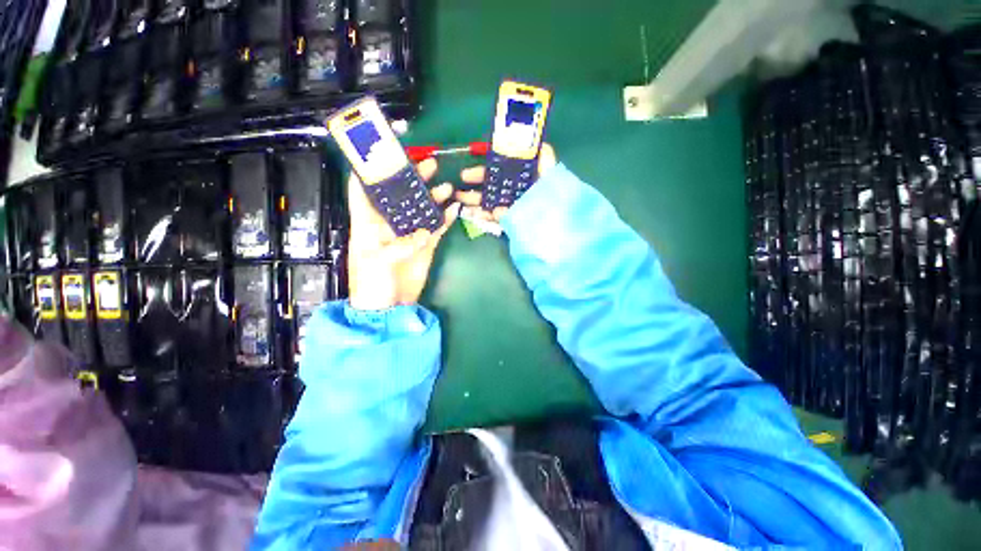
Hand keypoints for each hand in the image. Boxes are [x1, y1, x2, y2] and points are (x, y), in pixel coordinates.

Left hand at [347, 158, 460, 310]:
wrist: (389, 307)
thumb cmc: (372, 284)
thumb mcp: (377, 262)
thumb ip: (400, 245)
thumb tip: (425, 233)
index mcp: (368, 223)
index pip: (364, 191)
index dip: (370, 171)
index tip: (382, 153)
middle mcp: (390, 224)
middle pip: (400, 196)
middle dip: (412, 179)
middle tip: (428, 165)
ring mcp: (410, 234)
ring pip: (421, 209)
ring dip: (432, 197)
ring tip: (446, 185)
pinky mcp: (426, 245)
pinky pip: (437, 228)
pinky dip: (445, 218)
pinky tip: (454, 208)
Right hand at [454, 144, 557, 220]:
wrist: (559, 232)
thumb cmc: (554, 199)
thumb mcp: (551, 176)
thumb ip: (546, 160)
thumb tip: (537, 144)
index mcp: (523, 179)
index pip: (500, 173)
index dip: (483, 173)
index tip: (466, 175)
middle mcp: (517, 193)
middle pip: (492, 190)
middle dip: (475, 191)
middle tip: (457, 192)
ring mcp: (514, 209)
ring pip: (492, 205)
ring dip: (475, 204)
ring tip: (459, 205)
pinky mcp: (514, 223)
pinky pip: (498, 219)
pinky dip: (486, 218)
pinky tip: (473, 217)